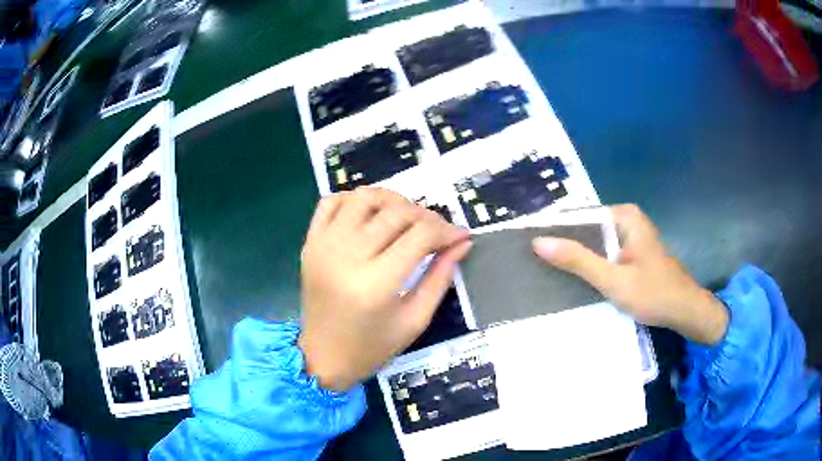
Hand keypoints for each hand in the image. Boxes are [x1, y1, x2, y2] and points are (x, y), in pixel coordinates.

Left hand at [299, 188, 470, 390]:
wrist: (323, 357)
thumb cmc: (373, 347)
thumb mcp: (415, 320)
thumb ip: (440, 277)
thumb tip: (462, 242)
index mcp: (376, 284)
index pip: (420, 235)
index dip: (447, 230)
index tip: (460, 235)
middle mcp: (347, 256)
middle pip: (395, 212)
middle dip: (426, 215)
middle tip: (437, 231)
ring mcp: (324, 245)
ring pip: (364, 197)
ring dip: (392, 200)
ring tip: (405, 218)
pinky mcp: (310, 243)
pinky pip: (331, 202)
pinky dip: (354, 200)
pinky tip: (370, 216)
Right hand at [533, 204, 728, 344]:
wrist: (685, 311)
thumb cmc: (654, 294)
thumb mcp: (613, 280)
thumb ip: (578, 261)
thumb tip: (538, 242)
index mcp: (624, 216)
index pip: (579, 216)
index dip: (554, 230)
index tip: (528, 245)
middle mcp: (626, 220)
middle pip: (587, 230)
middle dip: (564, 246)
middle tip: (532, 263)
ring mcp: (630, 237)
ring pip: (594, 245)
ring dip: (576, 259)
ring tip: (544, 271)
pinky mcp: (631, 254)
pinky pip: (603, 255)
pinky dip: (590, 266)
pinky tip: (573, 280)